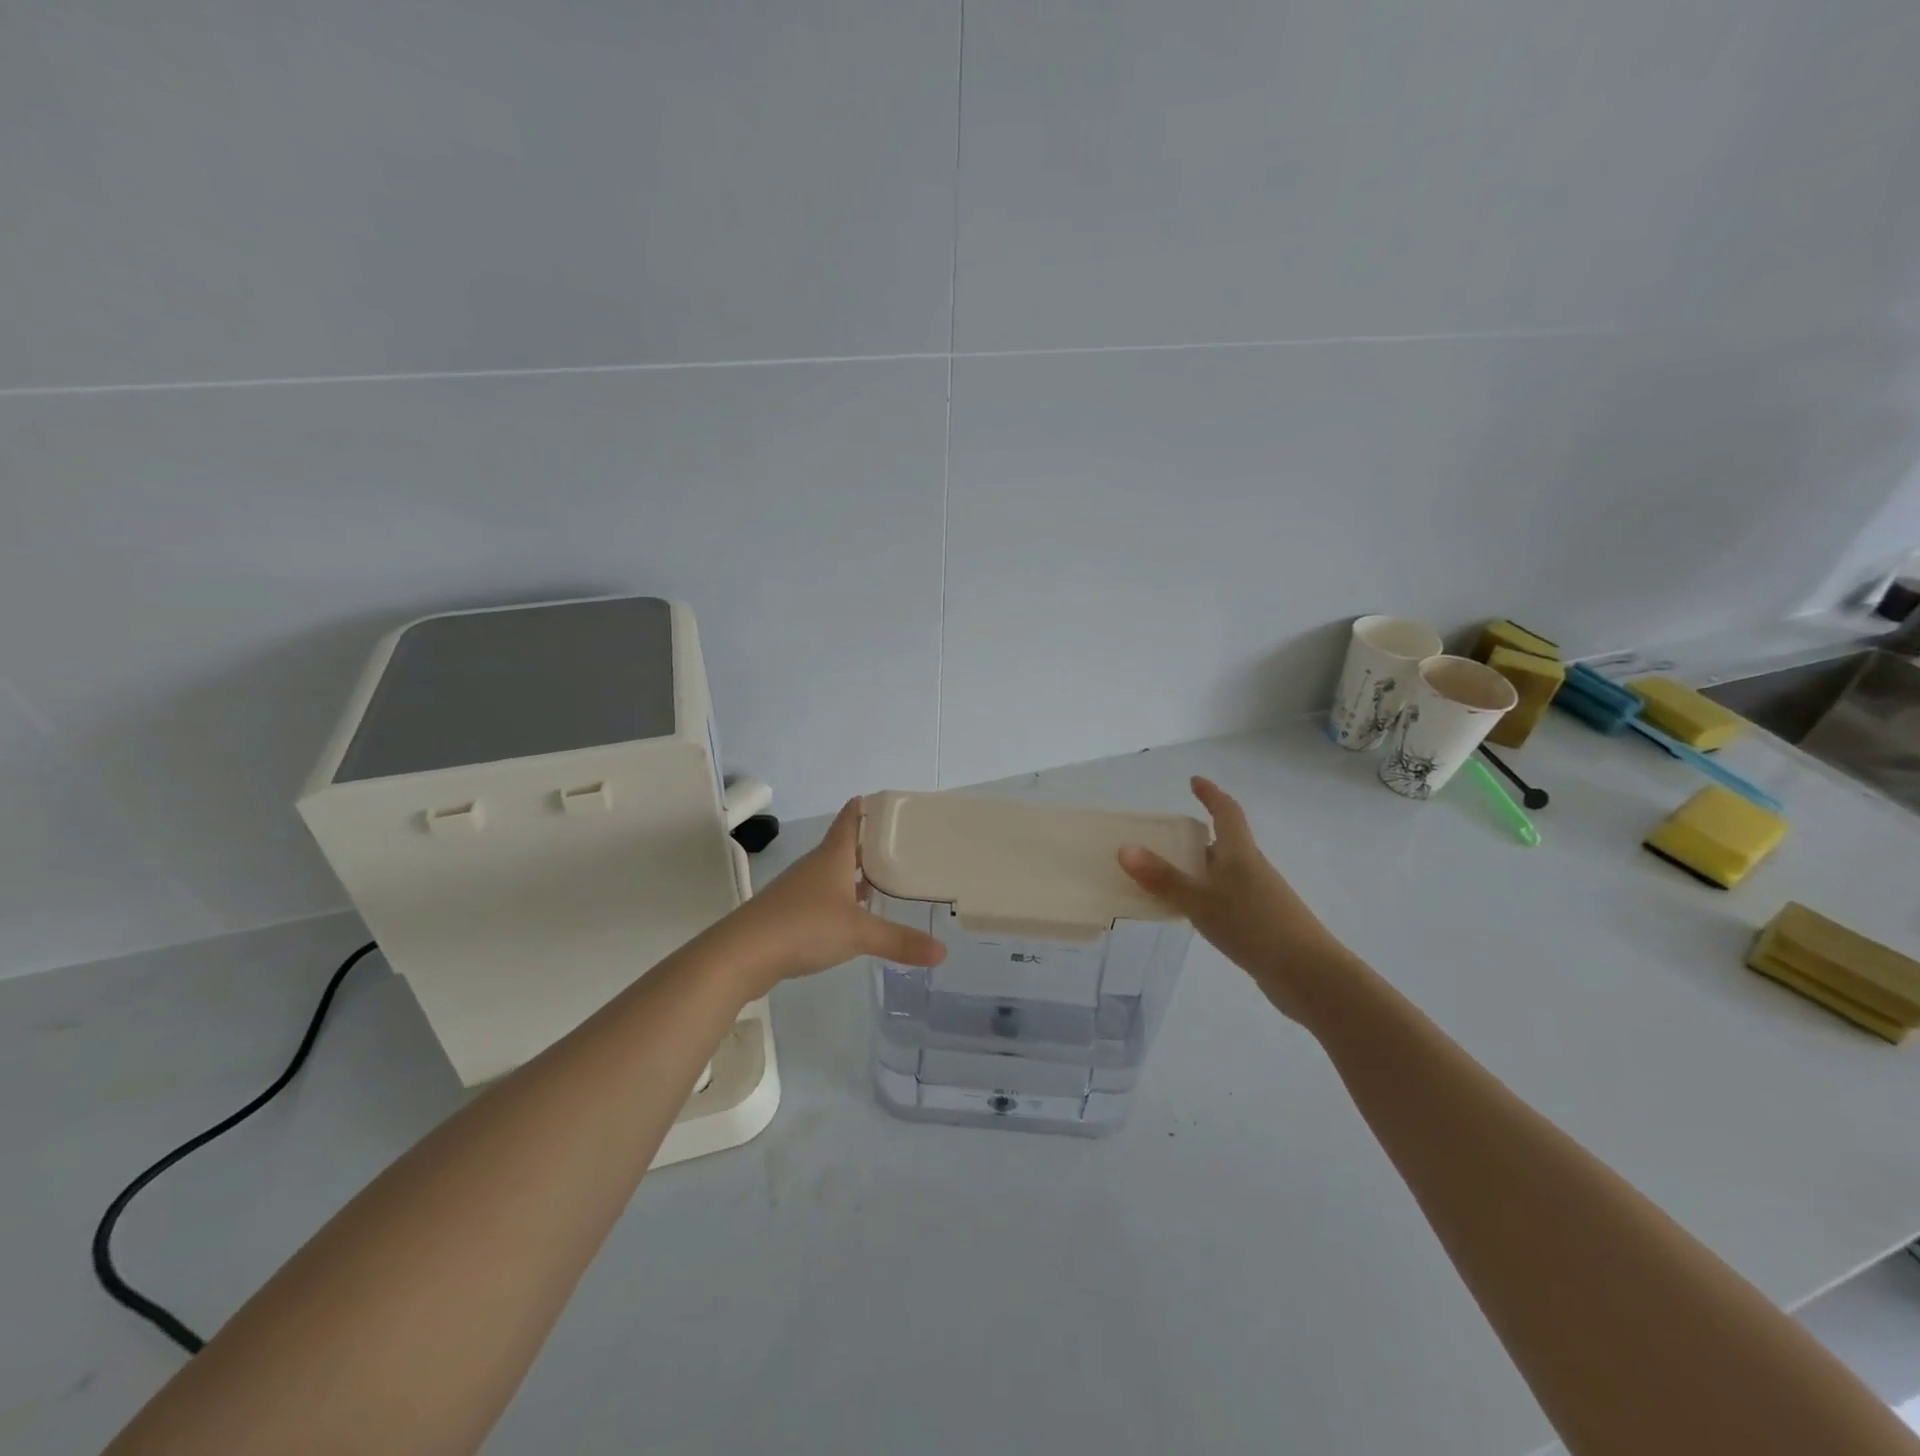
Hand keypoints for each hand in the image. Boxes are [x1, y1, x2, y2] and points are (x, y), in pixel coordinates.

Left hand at [723, 797, 946, 995]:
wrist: (742, 954)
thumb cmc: (804, 926)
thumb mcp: (859, 933)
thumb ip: (900, 941)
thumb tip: (943, 952)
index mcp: (832, 856)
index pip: (850, 819)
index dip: (865, 807)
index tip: (884, 800)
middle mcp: (814, 867)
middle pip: (843, 846)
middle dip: (869, 844)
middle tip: (899, 844)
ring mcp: (797, 890)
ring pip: (832, 873)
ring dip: (854, 874)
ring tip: (882, 879)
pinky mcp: (787, 914)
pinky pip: (821, 898)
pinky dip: (840, 899)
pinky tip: (851, 915)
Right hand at [1117, 776, 1351, 1017]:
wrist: (1308, 975)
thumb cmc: (1254, 926)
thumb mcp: (1201, 901)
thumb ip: (1163, 878)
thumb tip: (1125, 848)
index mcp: (1241, 853)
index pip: (1226, 812)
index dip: (1211, 794)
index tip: (1195, 781)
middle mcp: (1252, 868)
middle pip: (1224, 843)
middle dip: (1197, 837)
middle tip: (1165, 837)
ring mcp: (1260, 897)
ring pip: (1224, 873)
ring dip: (1199, 870)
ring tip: (1167, 877)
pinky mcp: (1262, 923)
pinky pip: (1227, 898)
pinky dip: (1206, 896)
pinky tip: (1191, 913)